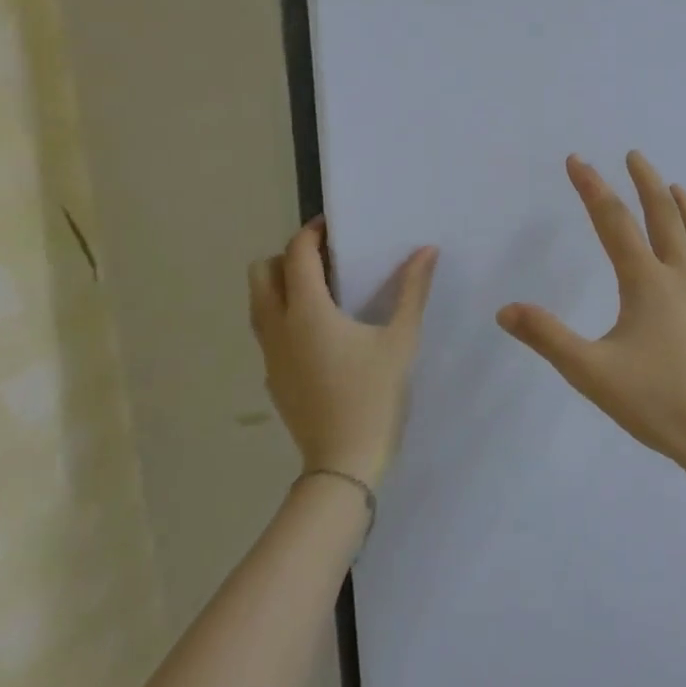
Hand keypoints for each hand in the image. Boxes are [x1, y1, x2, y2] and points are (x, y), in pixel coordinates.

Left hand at [248, 219, 437, 487]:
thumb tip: (427, 250)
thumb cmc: (374, 395)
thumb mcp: (401, 340)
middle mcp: (278, 326)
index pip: (296, 254)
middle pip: (262, 272)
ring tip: (323, 291)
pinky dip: (284, 315)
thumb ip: (412, 290)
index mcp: (307, 311)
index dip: (312, 232)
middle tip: (326, 260)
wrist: (343, 461)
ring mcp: (269, 354)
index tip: (333, 225)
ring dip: (281, 285)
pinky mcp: (272, 377)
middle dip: (288, 256)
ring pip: (258, 302)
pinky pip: (267, 330)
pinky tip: (321, 333)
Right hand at [497, 152, 685, 470]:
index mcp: (646, 282)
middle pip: (664, 215)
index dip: (592, 187)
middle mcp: (682, 276)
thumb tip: (506, 310)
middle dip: (646, 181)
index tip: (578, 160)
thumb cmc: (659, 401)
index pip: (614, 222)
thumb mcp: (592, 372)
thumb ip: (548, 338)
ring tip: (676, 186)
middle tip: (635, 156)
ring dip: (684, 205)